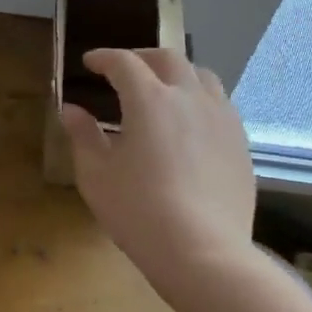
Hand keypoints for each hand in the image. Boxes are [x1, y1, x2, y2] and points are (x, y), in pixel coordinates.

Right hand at [60, 48, 256, 293]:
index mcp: (149, 99)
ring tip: (162, 90)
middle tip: (124, 69)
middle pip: (168, 58)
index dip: (104, 58)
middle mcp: (189, 97)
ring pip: (202, 76)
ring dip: (177, 74)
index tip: (90, 62)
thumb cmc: (139, 211)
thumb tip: (71, 110)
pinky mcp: (240, 143)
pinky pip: (220, 105)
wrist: (204, 253)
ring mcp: (221, 118)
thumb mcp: (96, 174)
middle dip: (142, 57)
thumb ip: (83, 135)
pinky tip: (190, 124)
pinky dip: (199, 100)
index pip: (124, 62)